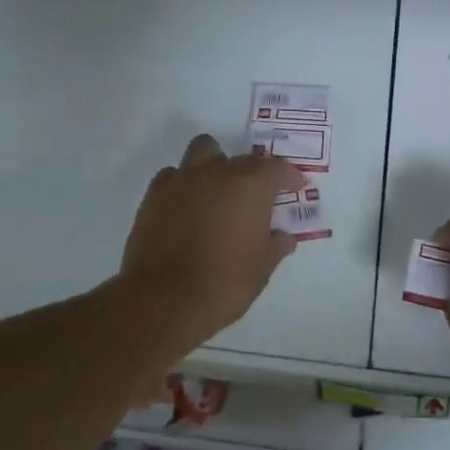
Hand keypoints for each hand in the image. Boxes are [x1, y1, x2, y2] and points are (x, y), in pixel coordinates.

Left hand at [120, 134, 305, 341]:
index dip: (289, 176)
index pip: (277, 168)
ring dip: (214, 164)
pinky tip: (186, 205)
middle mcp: (217, 173)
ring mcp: (182, 180)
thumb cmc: (225, 282)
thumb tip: (283, 237)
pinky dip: (183, 184)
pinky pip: (172, 175)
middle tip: (256, 199)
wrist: (165, 299)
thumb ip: (276, 245)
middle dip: (253, 174)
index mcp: (250, 185)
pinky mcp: (154, 195)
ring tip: (218, 190)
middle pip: (242, 159)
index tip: (295, 187)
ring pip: (202, 150)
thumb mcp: (263, 268)